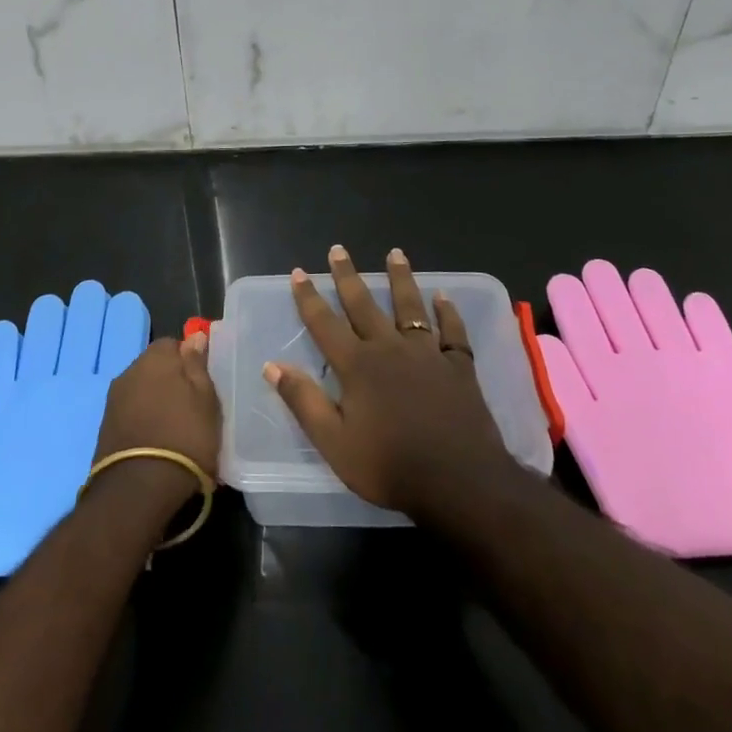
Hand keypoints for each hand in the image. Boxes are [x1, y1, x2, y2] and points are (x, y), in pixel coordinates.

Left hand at [90, 330, 221, 519]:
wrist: (138, 489)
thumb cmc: (184, 437)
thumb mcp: (206, 400)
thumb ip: (198, 365)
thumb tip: (194, 338)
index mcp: (155, 357)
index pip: (173, 344)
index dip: (188, 361)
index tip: (201, 383)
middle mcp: (129, 371)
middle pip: (154, 366)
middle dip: (170, 380)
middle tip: (190, 406)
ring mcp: (113, 399)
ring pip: (141, 390)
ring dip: (155, 401)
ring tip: (173, 428)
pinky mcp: (105, 427)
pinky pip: (130, 412)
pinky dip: (142, 420)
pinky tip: (155, 441)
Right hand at [265, 246, 514, 521]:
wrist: (460, 482)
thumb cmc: (390, 466)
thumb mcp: (334, 443)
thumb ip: (304, 401)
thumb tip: (272, 365)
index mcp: (357, 366)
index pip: (325, 324)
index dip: (309, 298)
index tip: (300, 272)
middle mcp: (390, 348)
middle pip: (364, 305)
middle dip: (348, 276)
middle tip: (338, 249)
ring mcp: (427, 354)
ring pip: (410, 307)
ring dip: (401, 278)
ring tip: (395, 253)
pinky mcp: (458, 366)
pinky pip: (453, 332)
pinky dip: (448, 313)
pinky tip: (444, 298)